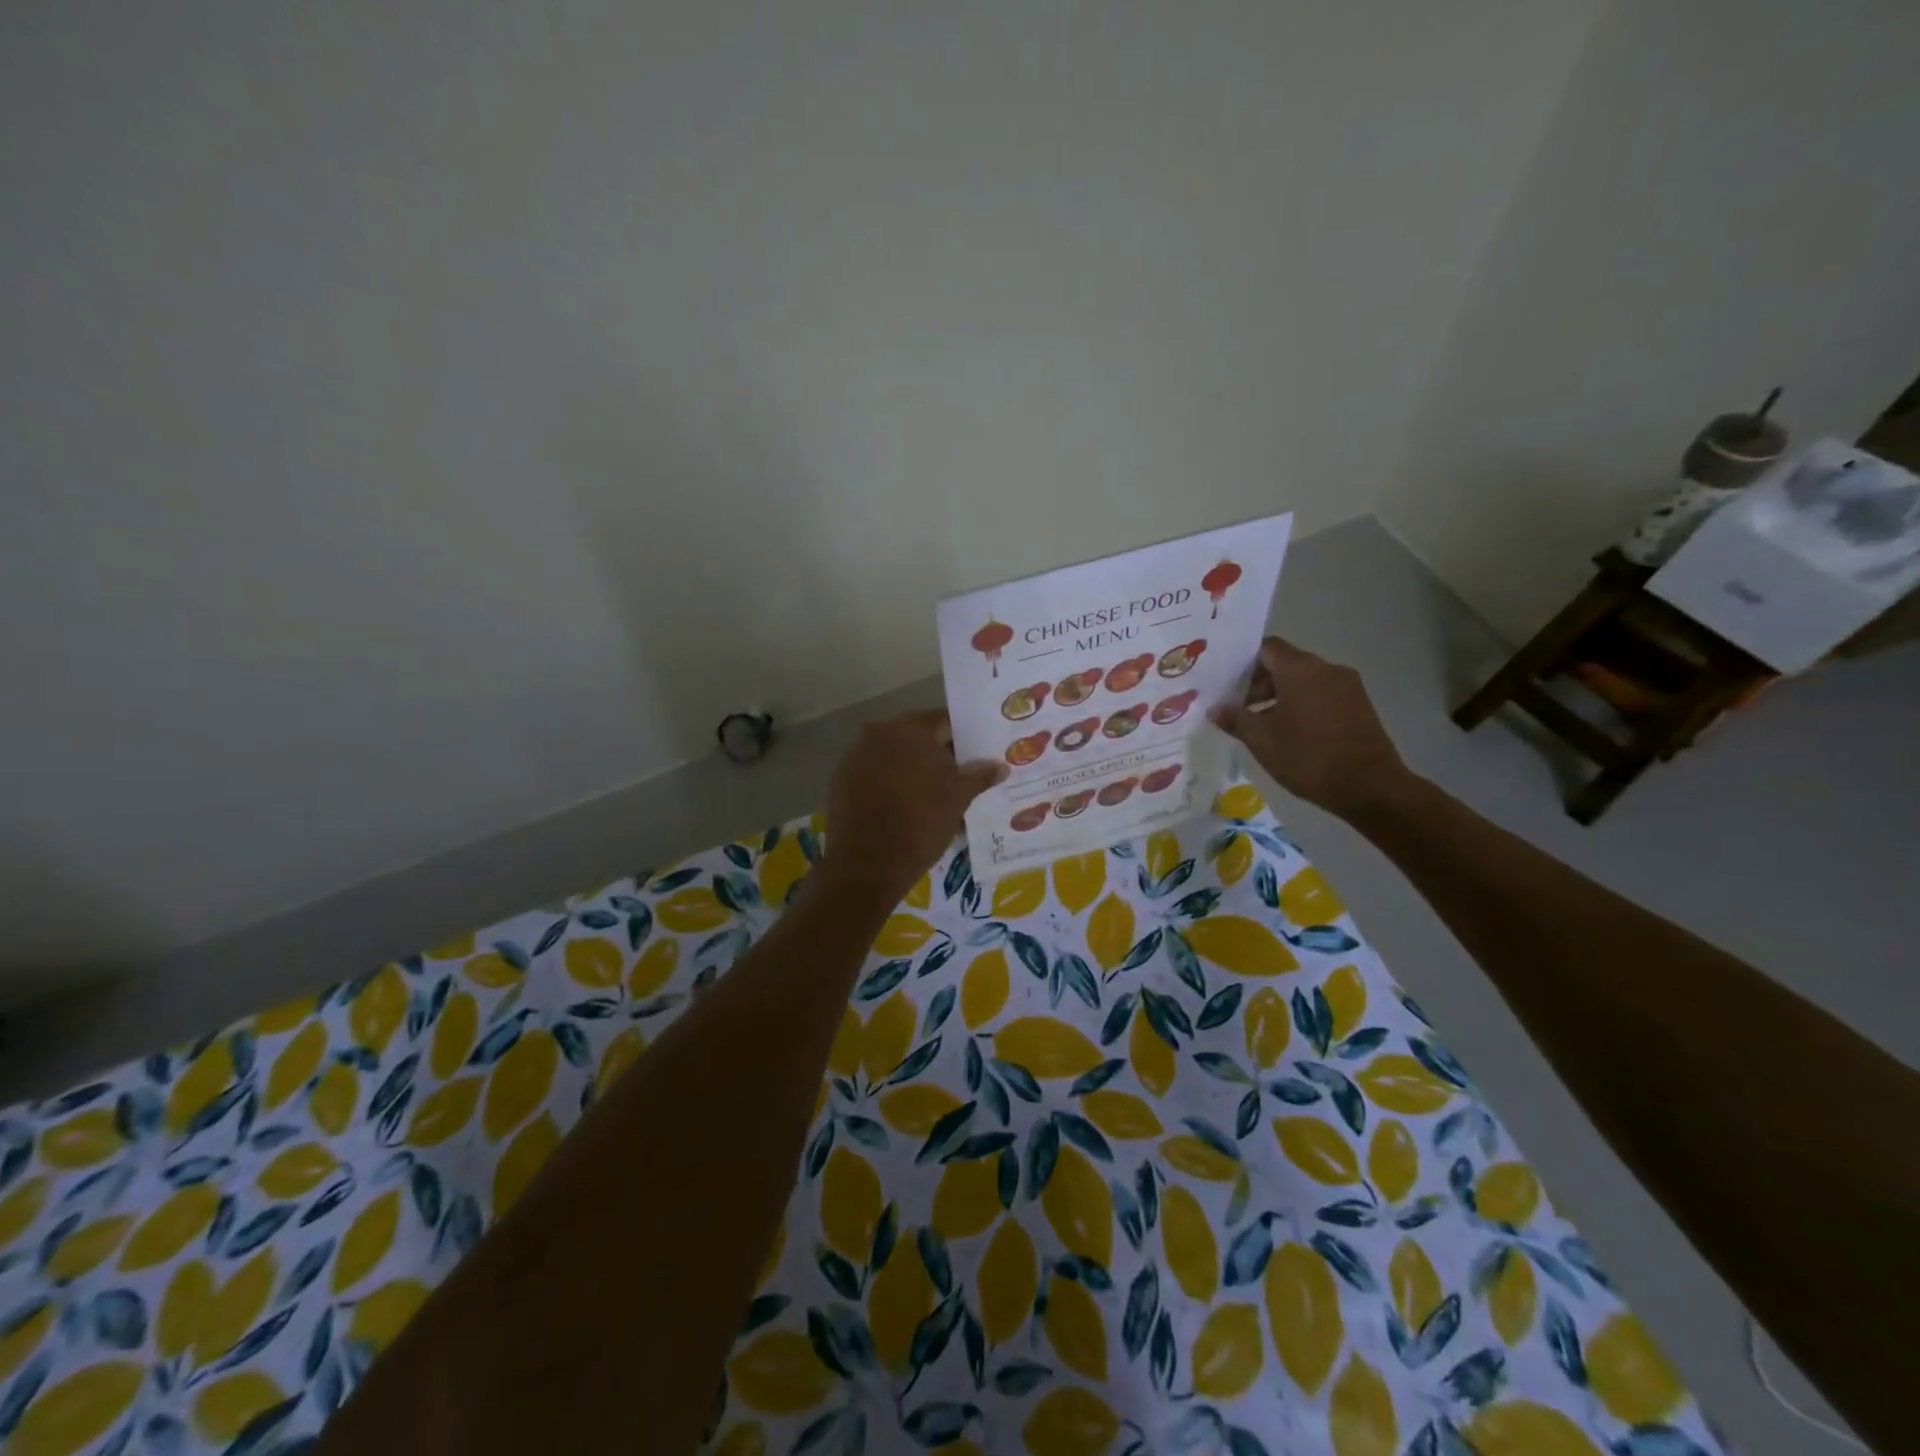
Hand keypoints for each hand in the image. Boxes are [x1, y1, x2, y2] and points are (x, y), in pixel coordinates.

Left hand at [819, 710, 1005, 901]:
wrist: (866, 865)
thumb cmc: (920, 825)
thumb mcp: (957, 800)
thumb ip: (979, 776)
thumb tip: (1000, 766)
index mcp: (910, 730)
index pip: (945, 720)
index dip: (964, 736)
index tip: (978, 752)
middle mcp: (879, 732)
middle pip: (917, 735)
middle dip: (937, 751)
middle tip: (958, 773)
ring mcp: (856, 754)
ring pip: (894, 753)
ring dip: (911, 766)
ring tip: (932, 792)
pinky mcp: (841, 778)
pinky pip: (873, 770)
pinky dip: (889, 780)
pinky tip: (902, 803)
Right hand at [1210, 637, 1412, 819]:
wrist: (1369, 786)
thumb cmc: (1307, 756)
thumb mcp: (1261, 740)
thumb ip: (1235, 718)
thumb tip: (1215, 708)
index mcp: (1300, 669)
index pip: (1266, 648)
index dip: (1243, 661)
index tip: (1226, 682)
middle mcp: (1326, 668)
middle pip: (1286, 663)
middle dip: (1260, 682)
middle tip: (1239, 708)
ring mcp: (1348, 686)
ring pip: (1305, 680)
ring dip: (1281, 695)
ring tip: (1263, 724)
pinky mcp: (1360, 706)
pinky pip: (1323, 694)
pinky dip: (1303, 705)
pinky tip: (1292, 732)